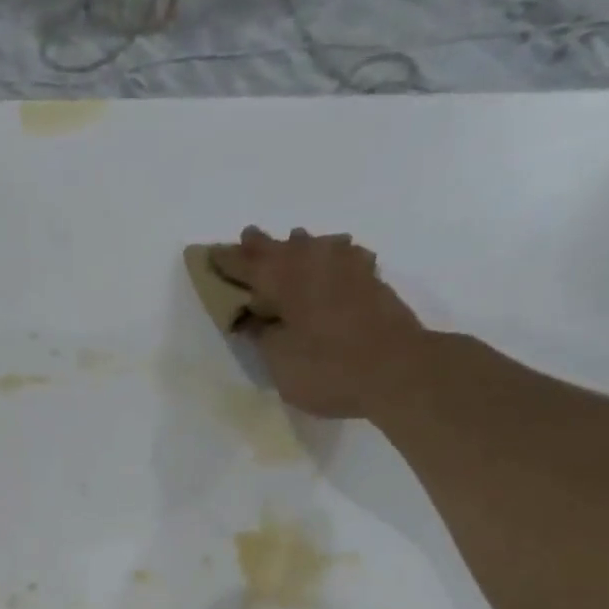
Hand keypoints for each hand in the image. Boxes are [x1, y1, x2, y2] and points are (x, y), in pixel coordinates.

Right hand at [210, 227, 429, 418]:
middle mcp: (314, 263)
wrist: (398, 371)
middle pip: (281, 248)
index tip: (210, 255)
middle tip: (246, 237)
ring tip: (292, 242)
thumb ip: (262, 335)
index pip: (247, 265)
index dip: (227, 261)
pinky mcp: (373, 281)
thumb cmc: (328, 368)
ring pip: (316, 246)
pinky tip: (338, 257)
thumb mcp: (280, 361)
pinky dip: (333, 255)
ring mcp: (348, 268)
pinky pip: (345, 256)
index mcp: (284, 279)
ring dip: (299, 245)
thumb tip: (250, 318)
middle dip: (261, 245)